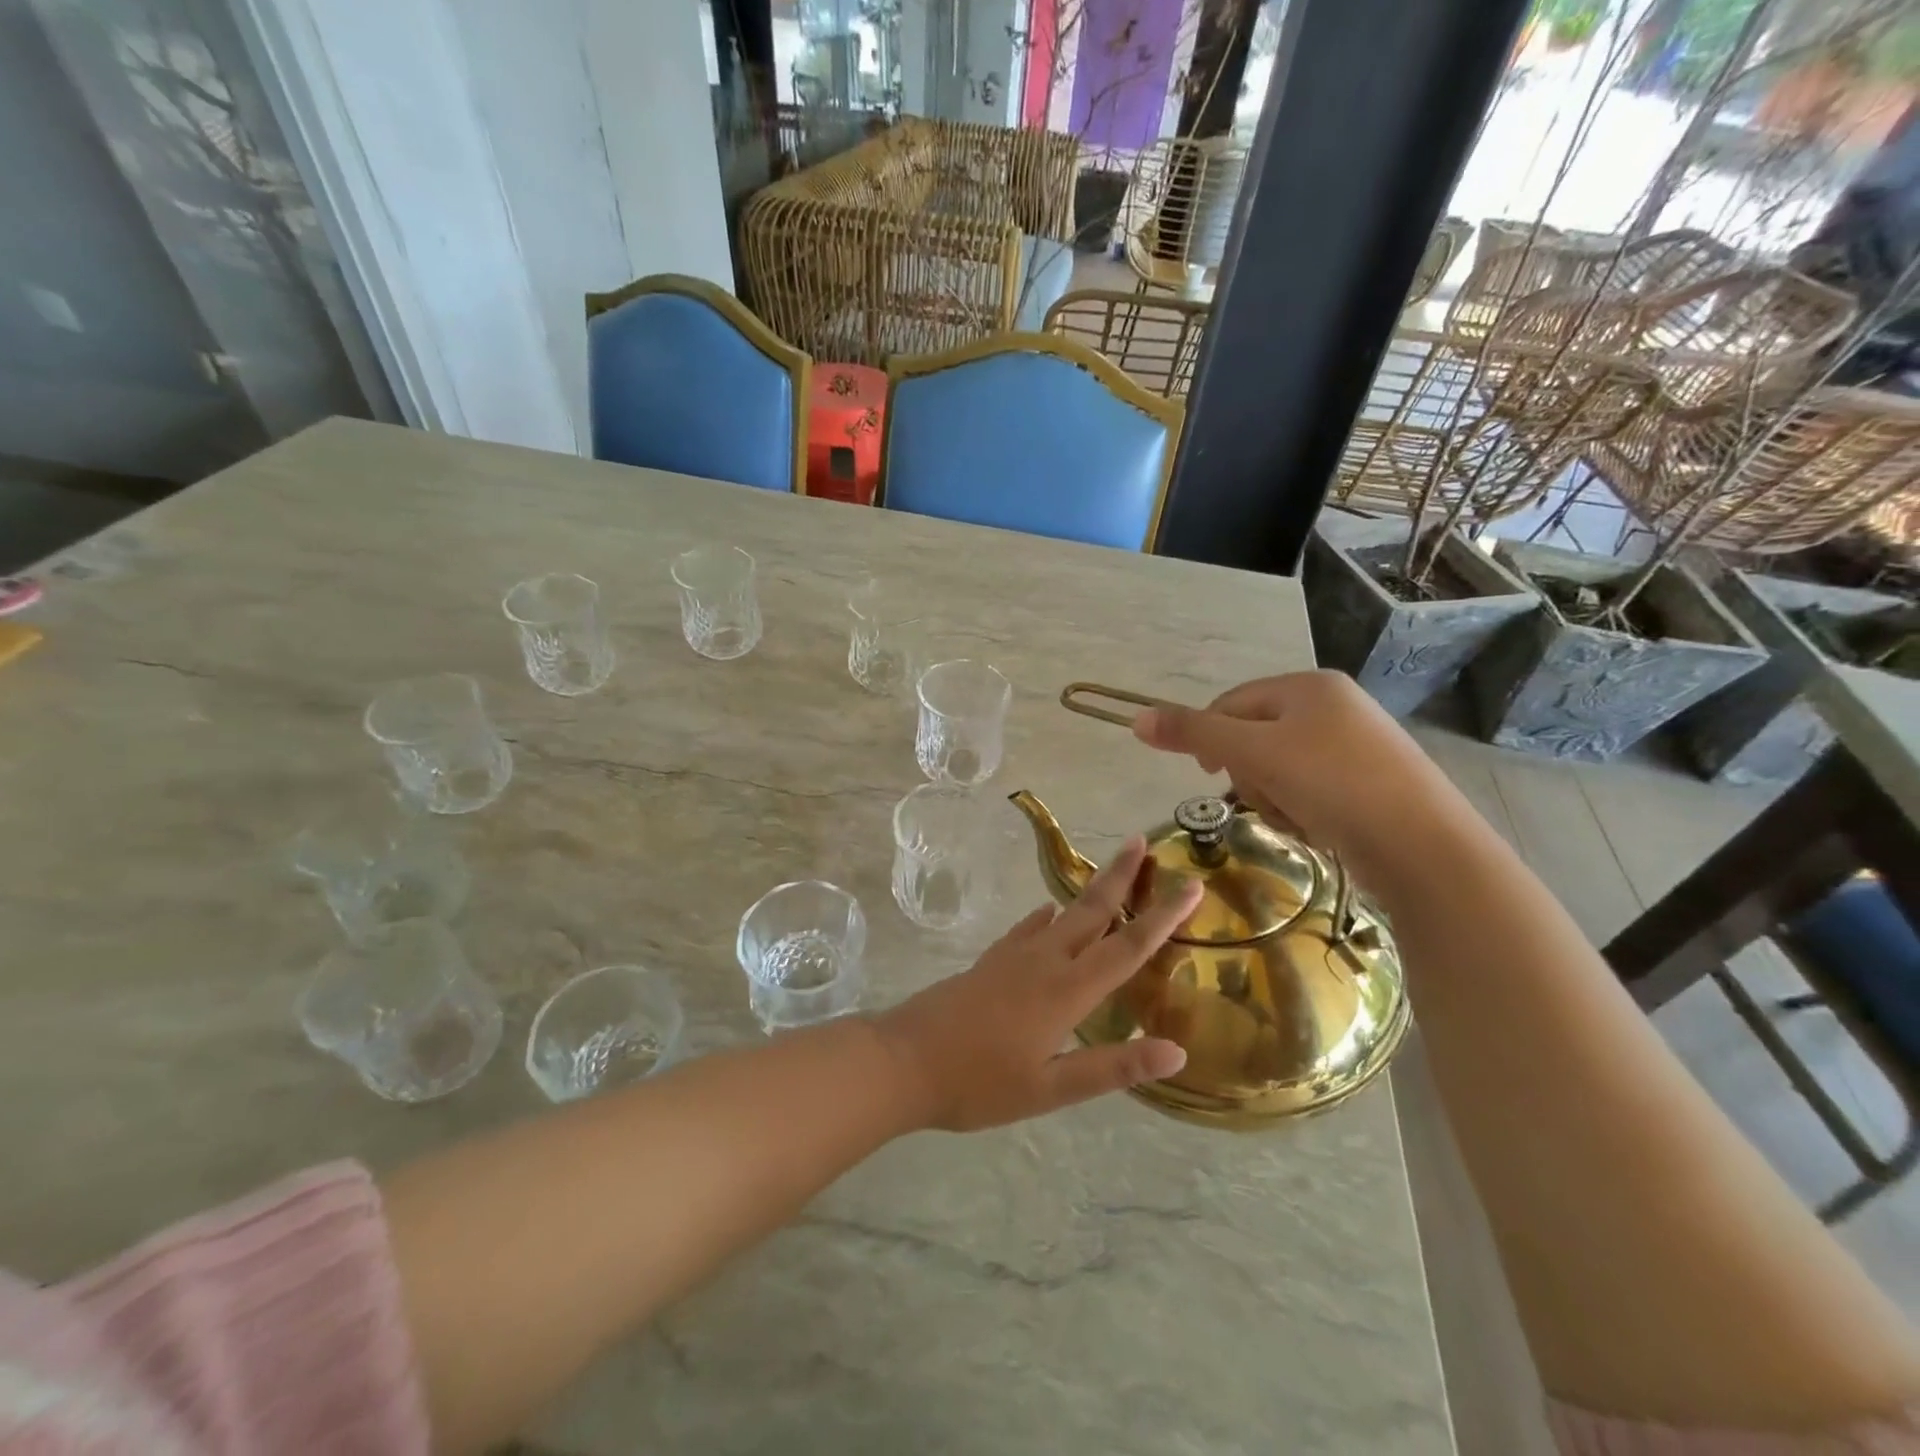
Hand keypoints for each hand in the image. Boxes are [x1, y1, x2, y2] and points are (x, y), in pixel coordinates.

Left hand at [875, 837, 1202, 1131]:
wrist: (903, 1060)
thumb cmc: (978, 1082)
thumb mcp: (1050, 1089)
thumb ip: (1112, 1067)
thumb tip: (1176, 1051)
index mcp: (1066, 991)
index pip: (1127, 947)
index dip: (1163, 917)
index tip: (1191, 885)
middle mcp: (1044, 961)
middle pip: (1091, 910)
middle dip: (1120, 875)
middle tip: (1141, 840)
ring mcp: (1012, 956)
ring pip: (1061, 914)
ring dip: (1089, 892)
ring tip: (1110, 874)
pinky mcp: (990, 960)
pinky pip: (1028, 928)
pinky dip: (1047, 916)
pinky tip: (1048, 914)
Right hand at [1130, 670, 1467, 893]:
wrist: (1422, 845)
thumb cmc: (1331, 784)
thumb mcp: (1253, 753)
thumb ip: (1193, 732)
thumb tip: (1136, 719)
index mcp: (1308, 686)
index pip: (1232, 702)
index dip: (1209, 736)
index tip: (1205, 772)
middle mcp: (1335, 705)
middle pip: (1256, 735)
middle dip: (1247, 772)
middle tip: (1258, 798)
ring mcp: (1358, 744)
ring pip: (1281, 767)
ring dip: (1272, 795)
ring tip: (1294, 818)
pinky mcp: (1372, 781)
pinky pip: (1312, 788)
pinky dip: (1303, 809)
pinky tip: (1317, 828)